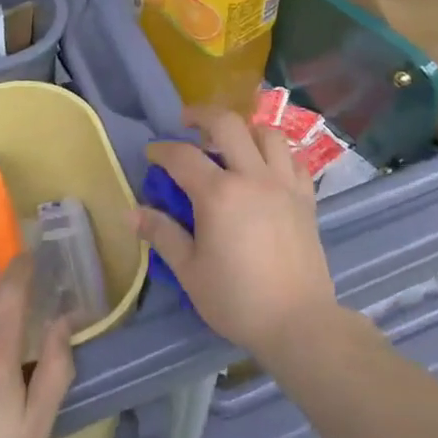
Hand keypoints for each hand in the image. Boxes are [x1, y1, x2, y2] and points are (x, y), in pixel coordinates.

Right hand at [138, 105, 339, 361]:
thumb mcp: (189, 271)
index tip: (151, 153)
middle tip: (187, 122)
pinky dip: (278, 154)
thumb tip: (132, 211)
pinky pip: (293, 159)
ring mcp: (284, 183)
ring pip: (268, 133)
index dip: (162, 150)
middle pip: (228, 124)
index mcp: (219, 194)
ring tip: (231, 142)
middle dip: (202, 115)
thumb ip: (162, 234)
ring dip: (245, 130)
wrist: (298, 322)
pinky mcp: (306, 197)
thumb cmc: (237, 299)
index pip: (183, 156)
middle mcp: (252, 176)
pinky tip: (267, 167)